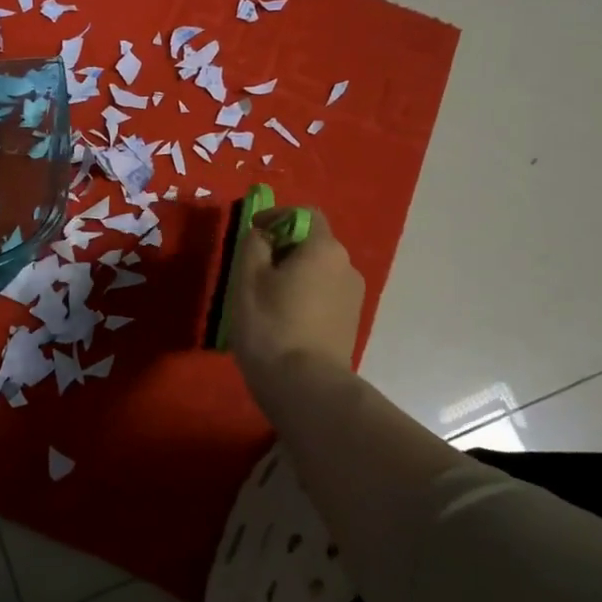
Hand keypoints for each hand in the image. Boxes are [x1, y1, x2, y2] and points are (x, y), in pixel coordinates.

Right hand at [228, 206, 364, 392]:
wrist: (305, 386)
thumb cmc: (271, 324)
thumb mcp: (248, 277)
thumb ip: (253, 244)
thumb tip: (262, 235)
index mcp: (325, 248)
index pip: (304, 215)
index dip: (276, 217)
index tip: (251, 232)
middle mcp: (347, 267)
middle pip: (313, 244)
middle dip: (283, 249)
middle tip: (252, 268)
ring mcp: (353, 298)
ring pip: (318, 273)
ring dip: (293, 275)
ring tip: (265, 298)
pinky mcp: (350, 324)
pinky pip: (323, 297)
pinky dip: (303, 298)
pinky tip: (282, 320)